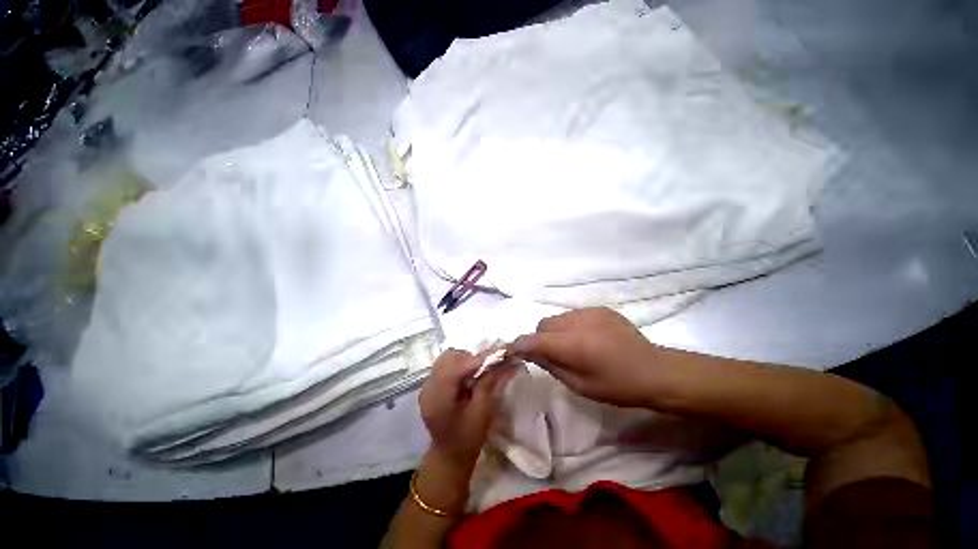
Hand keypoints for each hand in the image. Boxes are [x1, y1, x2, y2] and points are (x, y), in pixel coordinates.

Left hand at [419, 349, 515, 468]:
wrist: (449, 455)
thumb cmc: (468, 437)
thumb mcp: (483, 411)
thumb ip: (489, 383)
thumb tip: (503, 360)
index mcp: (439, 397)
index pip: (457, 367)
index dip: (478, 359)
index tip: (498, 354)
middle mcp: (429, 387)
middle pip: (449, 358)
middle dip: (470, 358)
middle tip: (487, 367)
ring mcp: (427, 385)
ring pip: (447, 358)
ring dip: (465, 360)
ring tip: (478, 372)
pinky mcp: (431, 385)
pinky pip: (445, 365)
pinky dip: (459, 365)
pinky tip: (468, 376)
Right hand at [512, 307, 668, 407]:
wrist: (654, 370)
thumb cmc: (617, 386)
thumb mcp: (579, 385)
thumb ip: (551, 366)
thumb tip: (530, 353)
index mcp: (572, 345)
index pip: (534, 339)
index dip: (519, 344)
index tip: (513, 351)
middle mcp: (577, 323)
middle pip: (544, 324)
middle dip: (541, 338)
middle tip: (553, 354)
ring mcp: (590, 312)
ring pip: (558, 317)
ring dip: (557, 331)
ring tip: (573, 345)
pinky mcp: (600, 309)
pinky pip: (575, 314)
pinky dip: (572, 325)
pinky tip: (589, 337)